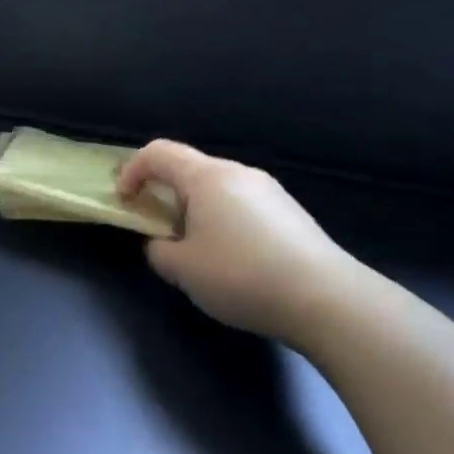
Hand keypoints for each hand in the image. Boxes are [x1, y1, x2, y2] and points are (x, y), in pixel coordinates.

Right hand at [117, 140, 362, 344]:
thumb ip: (158, 250)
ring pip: (218, 189)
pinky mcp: (291, 213)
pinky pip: (242, 205)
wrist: (328, 299)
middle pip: (189, 169)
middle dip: (164, 193)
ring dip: (195, 209)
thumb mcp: (183, 269)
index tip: (124, 201)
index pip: (158, 153)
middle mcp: (239, 173)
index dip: (132, 171)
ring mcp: (270, 191)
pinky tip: (233, 259)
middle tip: (155, 227)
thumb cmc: (242, 275)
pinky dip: (223, 220)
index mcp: (207, 177)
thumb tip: (162, 243)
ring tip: (194, 249)